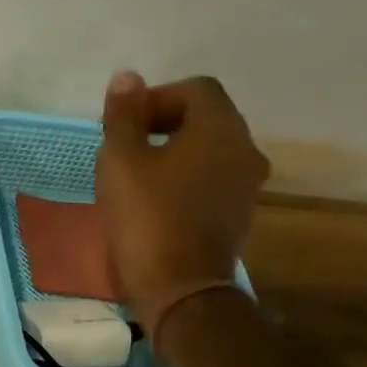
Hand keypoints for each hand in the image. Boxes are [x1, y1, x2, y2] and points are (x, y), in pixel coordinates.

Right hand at [96, 71, 269, 338]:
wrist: (180, 288)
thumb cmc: (147, 218)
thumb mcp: (121, 162)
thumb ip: (123, 117)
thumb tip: (127, 78)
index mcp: (221, 129)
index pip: (195, 89)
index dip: (155, 98)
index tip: (123, 125)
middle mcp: (244, 150)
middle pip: (205, 119)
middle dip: (162, 124)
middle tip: (123, 148)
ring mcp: (245, 186)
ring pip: (207, 152)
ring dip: (172, 154)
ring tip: (133, 177)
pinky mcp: (236, 216)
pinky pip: (209, 182)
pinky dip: (183, 180)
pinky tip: (152, 203)